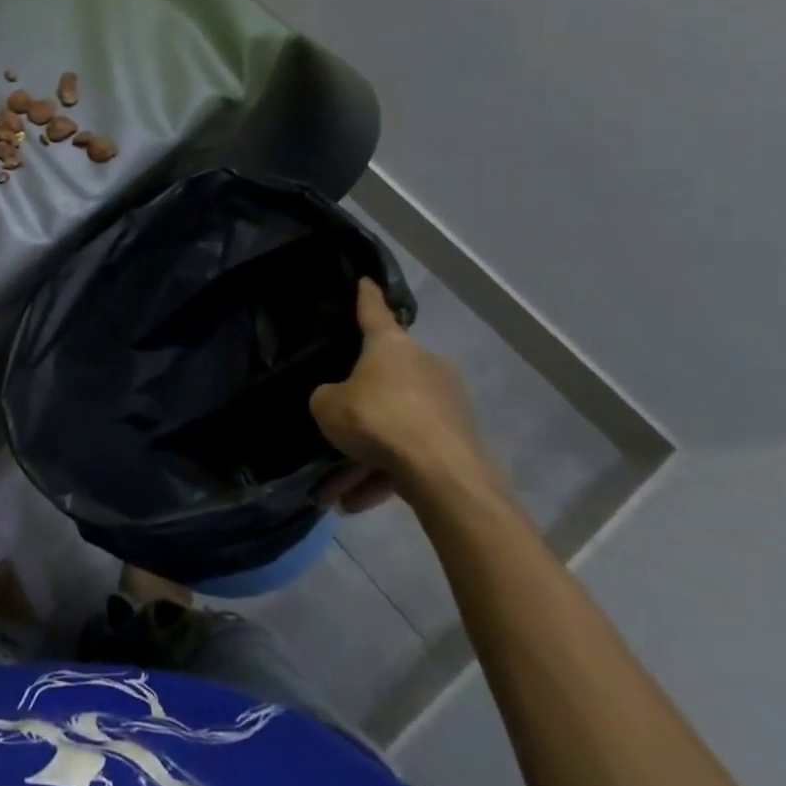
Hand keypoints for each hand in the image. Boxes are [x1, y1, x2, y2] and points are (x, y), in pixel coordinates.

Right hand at [310, 279, 495, 512]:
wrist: (440, 473)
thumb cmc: (377, 420)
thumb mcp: (327, 406)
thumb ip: (328, 399)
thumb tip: (340, 404)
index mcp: (392, 347)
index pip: (374, 313)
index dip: (366, 298)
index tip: (366, 281)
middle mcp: (424, 368)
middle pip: (383, 381)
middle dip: (359, 408)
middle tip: (334, 429)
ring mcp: (446, 406)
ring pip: (395, 426)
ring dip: (365, 456)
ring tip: (337, 492)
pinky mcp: (458, 442)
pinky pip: (410, 454)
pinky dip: (385, 475)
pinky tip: (356, 504)